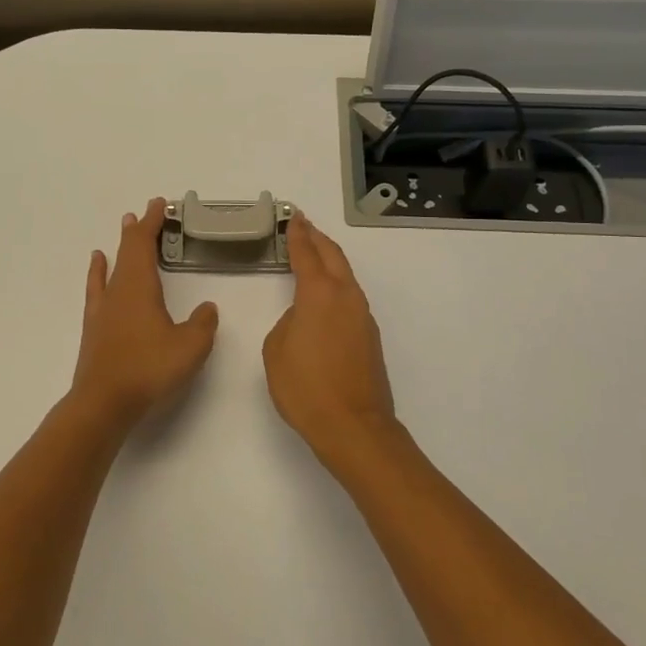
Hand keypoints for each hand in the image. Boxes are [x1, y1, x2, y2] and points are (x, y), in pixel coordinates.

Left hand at [69, 199, 219, 427]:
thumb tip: (207, 309)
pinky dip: (99, 272)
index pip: (144, 244)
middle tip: (146, 211)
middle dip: (138, 229)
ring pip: (112, 266)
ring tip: (124, 227)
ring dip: (121, 246)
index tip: (160, 204)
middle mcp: (118, 291)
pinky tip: (98, 265)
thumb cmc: (148, 370)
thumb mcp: (189, 348)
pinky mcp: (94, 328)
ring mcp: (102, 309)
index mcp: (139, 288)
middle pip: (127, 250)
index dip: (152, 222)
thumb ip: (202, 325)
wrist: (103, 403)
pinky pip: (97, 288)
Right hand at [262, 213, 399, 467]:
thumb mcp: (276, 350)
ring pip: (346, 276)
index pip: (306, 253)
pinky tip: (325, 295)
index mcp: (319, 294)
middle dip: (317, 238)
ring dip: (330, 261)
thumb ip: (288, 322)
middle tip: (304, 226)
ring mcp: (362, 316)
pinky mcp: (369, 337)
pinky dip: (336, 285)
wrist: (353, 427)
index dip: (298, 234)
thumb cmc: (305, 387)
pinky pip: (350, 298)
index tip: (293, 218)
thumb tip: (303, 318)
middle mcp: (345, 297)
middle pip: (333, 256)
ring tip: (314, 254)